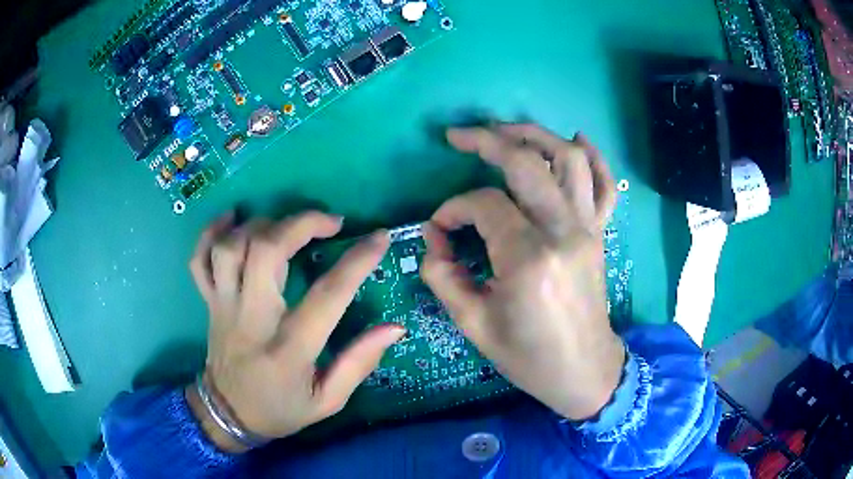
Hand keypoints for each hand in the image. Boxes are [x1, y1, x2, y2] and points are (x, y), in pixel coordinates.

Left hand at [185, 212, 404, 452]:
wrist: (228, 414)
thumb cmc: (281, 409)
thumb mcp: (328, 401)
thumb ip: (359, 363)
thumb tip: (395, 328)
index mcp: (288, 349)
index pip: (327, 296)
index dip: (357, 261)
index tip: (379, 238)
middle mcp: (252, 320)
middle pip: (266, 252)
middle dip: (301, 223)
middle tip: (330, 222)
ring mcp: (224, 307)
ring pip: (232, 247)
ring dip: (262, 225)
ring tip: (285, 227)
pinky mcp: (209, 302)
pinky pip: (199, 258)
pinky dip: (212, 231)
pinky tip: (233, 219)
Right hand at [422, 124, 624, 420]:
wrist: (583, 370)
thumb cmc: (528, 357)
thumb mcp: (473, 325)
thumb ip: (442, 274)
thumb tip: (434, 236)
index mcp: (528, 259)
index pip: (484, 204)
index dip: (453, 208)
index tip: (439, 229)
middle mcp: (563, 232)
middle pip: (526, 163)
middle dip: (488, 140)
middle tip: (459, 135)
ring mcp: (587, 228)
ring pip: (568, 160)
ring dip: (535, 135)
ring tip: (506, 130)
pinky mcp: (599, 233)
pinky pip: (604, 185)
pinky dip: (593, 156)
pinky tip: (575, 139)